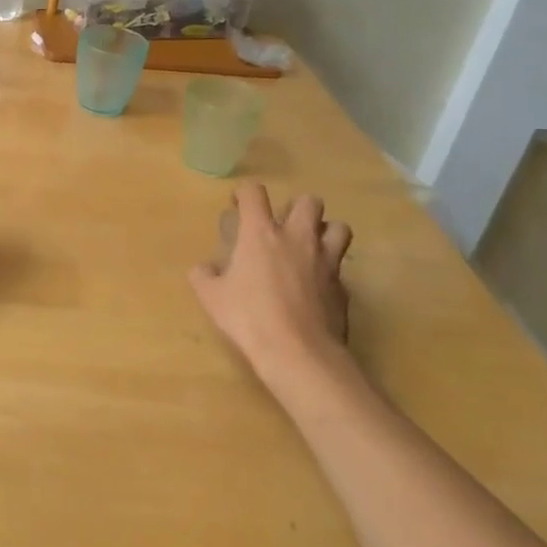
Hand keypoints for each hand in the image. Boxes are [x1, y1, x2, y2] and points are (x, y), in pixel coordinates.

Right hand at [188, 183, 354, 398]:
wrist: (298, 353)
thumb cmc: (249, 318)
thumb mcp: (211, 298)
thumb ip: (204, 276)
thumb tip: (204, 268)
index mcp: (260, 233)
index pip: (255, 193)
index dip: (244, 192)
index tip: (238, 205)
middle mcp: (297, 238)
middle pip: (309, 201)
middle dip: (297, 207)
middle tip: (283, 226)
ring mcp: (325, 261)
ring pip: (338, 227)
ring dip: (324, 231)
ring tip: (310, 247)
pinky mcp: (342, 287)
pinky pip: (340, 267)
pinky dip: (328, 270)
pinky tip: (315, 287)